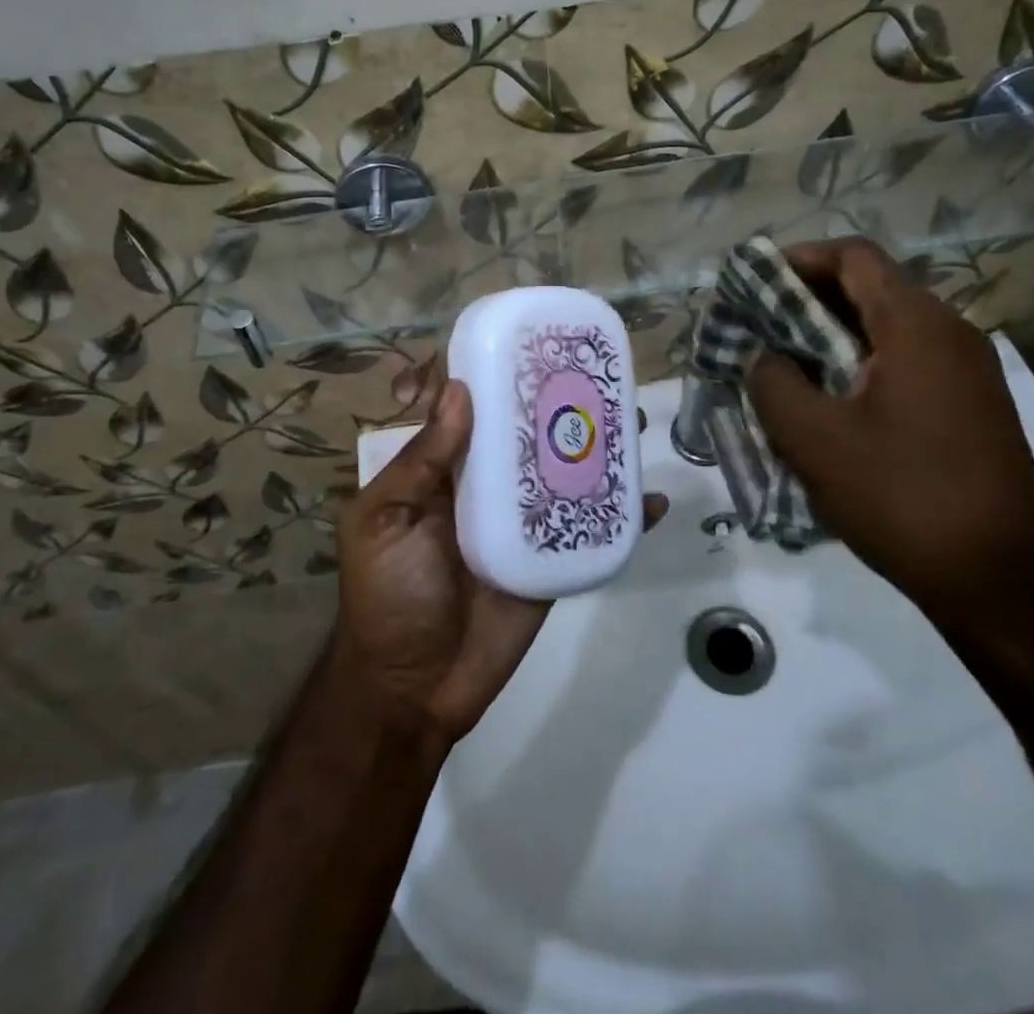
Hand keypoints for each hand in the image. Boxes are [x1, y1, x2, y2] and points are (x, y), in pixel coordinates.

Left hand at [332, 380, 665, 743]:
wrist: (415, 688)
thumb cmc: (388, 595)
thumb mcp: (383, 520)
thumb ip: (419, 460)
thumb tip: (459, 390)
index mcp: (440, 467)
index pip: (460, 404)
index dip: (476, 370)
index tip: (504, 346)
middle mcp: (484, 482)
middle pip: (523, 427)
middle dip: (554, 398)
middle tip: (590, 373)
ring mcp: (523, 518)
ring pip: (562, 467)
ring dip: (596, 443)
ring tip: (629, 419)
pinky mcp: (552, 557)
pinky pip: (589, 526)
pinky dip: (622, 514)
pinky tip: (650, 500)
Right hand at [745, 239, 1033, 650]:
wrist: (1003, 580)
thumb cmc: (902, 496)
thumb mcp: (812, 438)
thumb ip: (772, 382)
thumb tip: (765, 358)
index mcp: (915, 325)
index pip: (853, 256)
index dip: (797, 258)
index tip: (752, 283)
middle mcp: (950, 333)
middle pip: (870, 289)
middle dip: (806, 301)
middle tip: (757, 329)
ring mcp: (968, 371)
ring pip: (886, 329)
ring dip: (830, 338)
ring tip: (783, 369)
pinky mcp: (972, 407)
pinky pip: (905, 363)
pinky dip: (858, 366)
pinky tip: (828, 406)